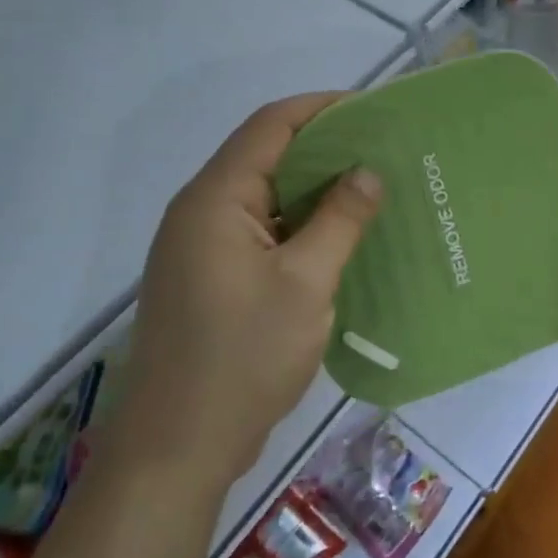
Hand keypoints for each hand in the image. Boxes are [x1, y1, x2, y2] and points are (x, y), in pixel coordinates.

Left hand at [120, 95, 382, 485]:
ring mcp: (201, 247)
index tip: (372, 111)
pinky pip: (260, 231)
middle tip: (382, 151)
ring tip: (370, 190)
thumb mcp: (305, 283)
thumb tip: (368, 170)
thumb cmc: (242, 357)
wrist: (176, 449)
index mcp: (215, 199)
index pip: (270, 125)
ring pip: (265, 197)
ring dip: (313, 190)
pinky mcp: (209, 278)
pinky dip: (299, 225)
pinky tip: (338, 238)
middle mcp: (201, 212)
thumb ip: (339, 219)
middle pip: (266, 155)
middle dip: (324, 148)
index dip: (321, 108)